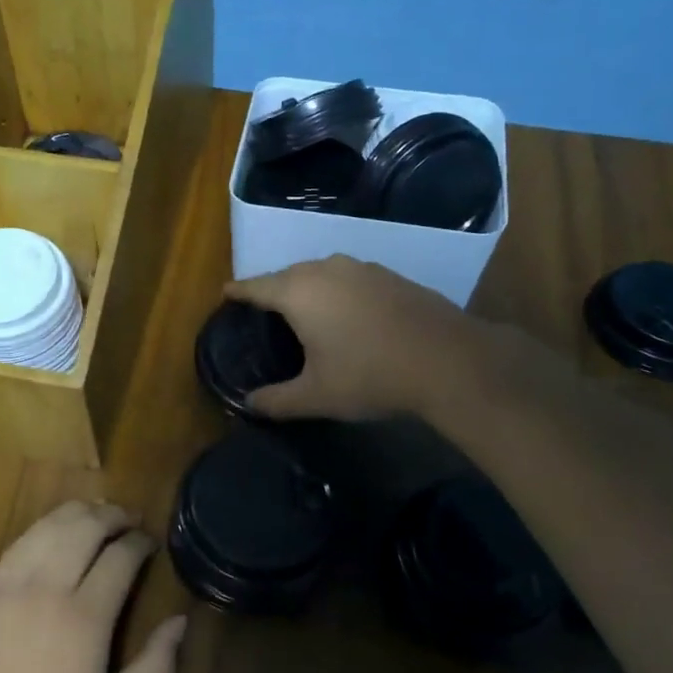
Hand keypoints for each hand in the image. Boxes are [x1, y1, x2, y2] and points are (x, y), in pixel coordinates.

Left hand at [0, 501, 186, 672]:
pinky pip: (17, 545)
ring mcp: (8, 588)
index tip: (151, 543)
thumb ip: (156, 670)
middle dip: (113, 516)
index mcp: (85, 620)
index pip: (120, 557)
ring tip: (96, 516)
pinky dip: (43, 530)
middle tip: (129, 520)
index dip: (140, 543)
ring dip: (77, 514)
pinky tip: (54, 534)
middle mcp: (47, 591)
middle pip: (84, 528)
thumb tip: (180, 622)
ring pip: (48, 527)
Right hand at [226, 255, 481, 420]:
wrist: (447, 360)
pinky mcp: (391, 276)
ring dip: (308, 289)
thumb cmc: (369, 376)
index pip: (256, 286)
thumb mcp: (316, 396)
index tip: (225, 294)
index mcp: (299, 291)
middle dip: (272, 289)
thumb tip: (250, 403)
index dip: (238, 292)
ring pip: (321, 274)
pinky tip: (346, 314)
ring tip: (303, 311)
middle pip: (288, 275)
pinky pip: (350, 279)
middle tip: (263, 311)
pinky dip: (338, 292)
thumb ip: (277, 400)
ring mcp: (363, 269)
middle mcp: (327, 269)